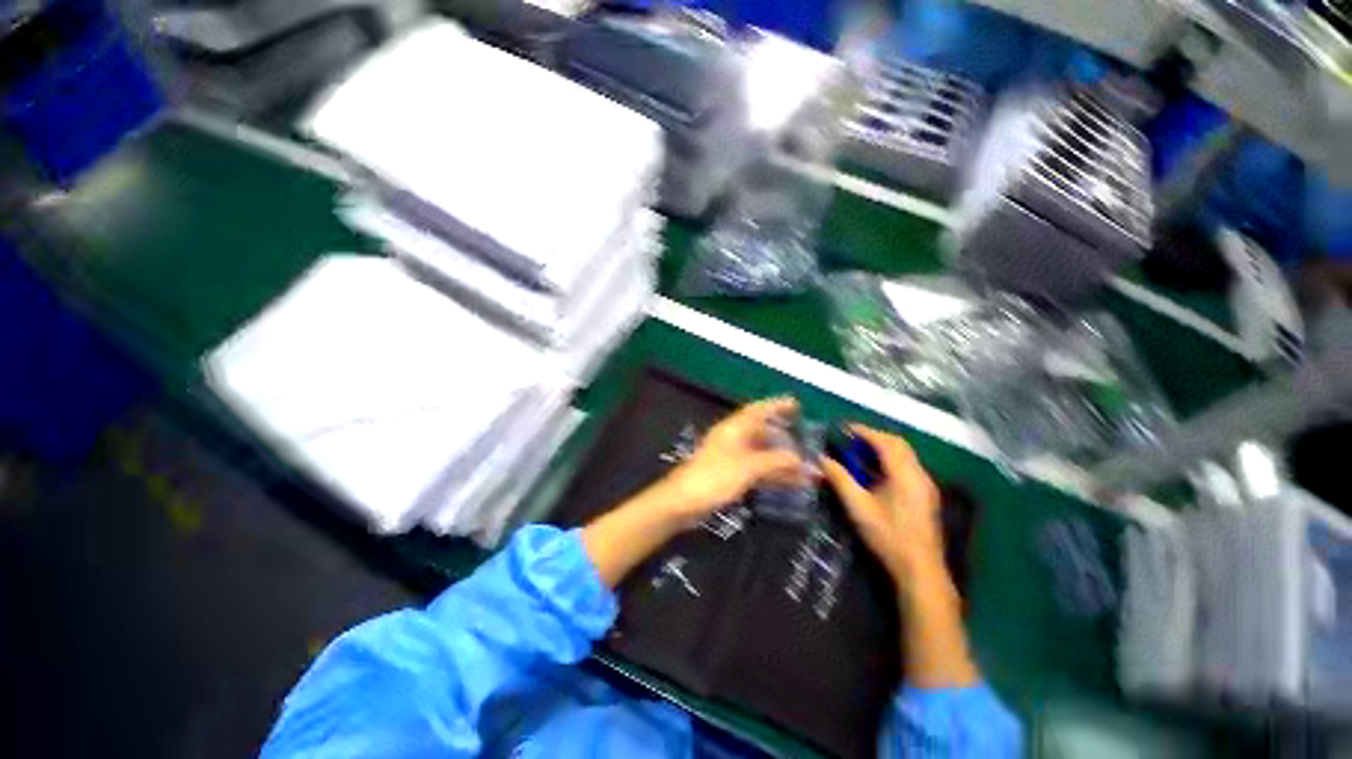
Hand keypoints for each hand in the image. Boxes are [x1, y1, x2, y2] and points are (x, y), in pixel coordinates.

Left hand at [664, 397, 807, 525]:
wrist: (683, 501)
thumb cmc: (714, 477)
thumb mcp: (748, 467)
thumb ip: (774, 461)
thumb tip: (799, 458)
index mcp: (734, 429)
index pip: (758, 410)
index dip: (776, 405)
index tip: (796, 404)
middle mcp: (733, 439)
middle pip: (761, 432)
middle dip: (783, 436)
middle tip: (805, 441)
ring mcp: (731, 458)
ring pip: (761, 453)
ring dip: (781, 460)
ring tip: (806, 469)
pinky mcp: (729, 475)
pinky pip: (756, 469)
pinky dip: (772, 474)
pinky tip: (790, 483)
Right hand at [822, 425, 978, 687]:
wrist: (920, 570)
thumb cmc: (888, 536)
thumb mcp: (858, 506)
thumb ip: (839, 478)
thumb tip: (821, 458)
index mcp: (905, 474)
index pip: (884, 442)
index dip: (864, 431)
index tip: (844, 428)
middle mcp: (919, 474)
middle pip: (898, 444)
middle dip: (874, 437)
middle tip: (852, 439)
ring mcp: (925, 486)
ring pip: (905, 455)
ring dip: (883, 449)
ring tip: (860, 453)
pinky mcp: (925, 496)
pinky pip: (908, 467)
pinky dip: (890, 461)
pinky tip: (876, 473)